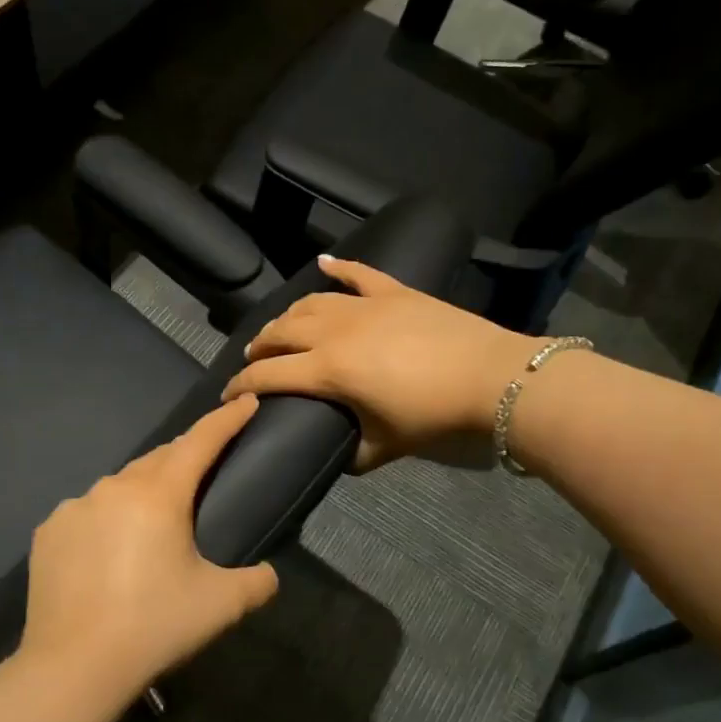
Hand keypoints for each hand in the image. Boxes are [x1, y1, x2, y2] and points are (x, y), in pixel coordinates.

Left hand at [22, 396, 279, 695]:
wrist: (73, 667)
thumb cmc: (154, 626)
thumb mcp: (221, 605)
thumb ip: (257, 582)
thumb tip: (267, 574)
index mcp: (159, 496)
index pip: (200, 442)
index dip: (226, 420)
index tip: (245, 402)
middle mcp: (114, 488)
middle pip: (159, 459)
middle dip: (184, 458)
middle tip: (203, 475)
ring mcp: (75, 507)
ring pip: (120, 486)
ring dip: (142, 492)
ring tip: (152, 526)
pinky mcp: (48, 532)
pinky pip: (87, 513)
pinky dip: (106, 520)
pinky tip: (108, 553)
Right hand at [221, 255, 539, 469]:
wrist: (492, 377)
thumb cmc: (434, 416)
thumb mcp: (386, 446)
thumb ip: (354, 454)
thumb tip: (338, 457)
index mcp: (329, 370)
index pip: (269, 375)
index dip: (242, 384)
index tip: (228, 393)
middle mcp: (335, 331)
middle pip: (282, 332)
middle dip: (260, 345)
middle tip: (254, 358)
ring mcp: (365, 305)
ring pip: (310, 303)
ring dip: (288, 315)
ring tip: (280, 327)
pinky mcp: (394, 292)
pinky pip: (358, 274)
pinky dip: (339, 267)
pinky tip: (323, 263)